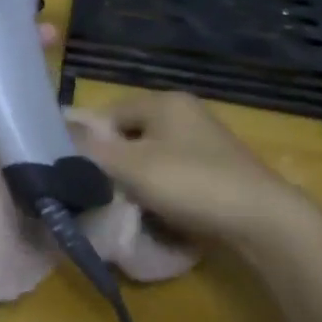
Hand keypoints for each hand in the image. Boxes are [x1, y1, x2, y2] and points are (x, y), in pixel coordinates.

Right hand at [79, 92, 316, 249]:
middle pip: (131, 133)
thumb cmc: (192, 183)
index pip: (109, 111)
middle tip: (98, 189)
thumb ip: (93, 148)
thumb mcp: (133, 166)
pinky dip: (161, 188)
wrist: (262, 219)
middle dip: (113, 161)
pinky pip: (174, 172)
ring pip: (152, 155)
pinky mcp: (217, 168)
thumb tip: (60, 130)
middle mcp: (184, 113)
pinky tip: (157, 210)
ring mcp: (204, 140)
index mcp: (164, 102)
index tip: (76, 169)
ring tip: (126, 203)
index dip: (88, 138)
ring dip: (136, 177)